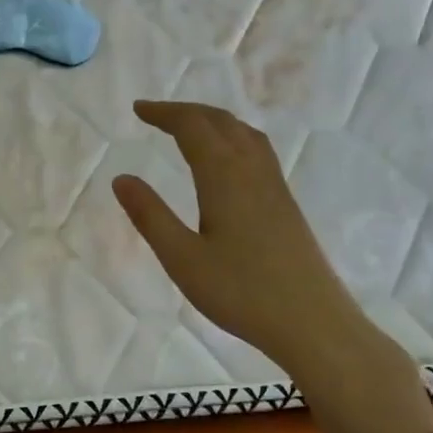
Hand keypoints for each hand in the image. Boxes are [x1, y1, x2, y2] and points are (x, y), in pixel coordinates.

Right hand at [112, 101, 431, 432]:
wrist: (311, 322)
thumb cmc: (240, 292)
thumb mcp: (182, 258)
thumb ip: (150, 216)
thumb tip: (121, 178)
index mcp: (224, 176)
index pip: (192, 127)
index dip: (164, 113)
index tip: (137, 110)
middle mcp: (253, 170)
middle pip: (220, 122)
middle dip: (186, 112)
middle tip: (155, 115)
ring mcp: (275, 186)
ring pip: (244, 134)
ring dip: (213, 121)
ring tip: (189, 128)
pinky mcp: (286, 204)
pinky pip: (257, 151)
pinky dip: (233, 138)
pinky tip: (228, 161)